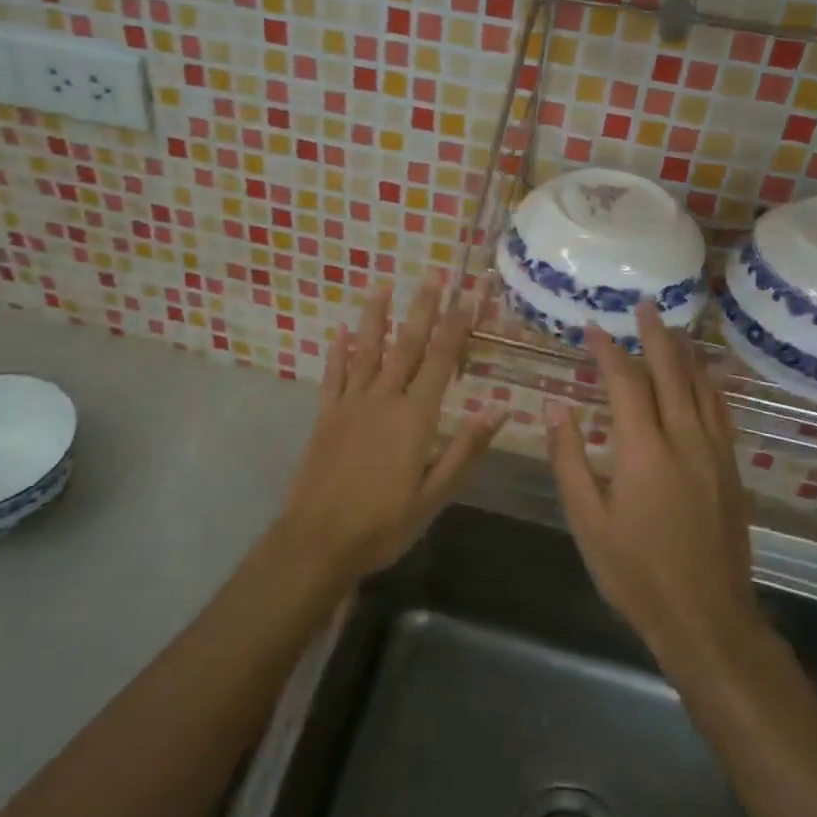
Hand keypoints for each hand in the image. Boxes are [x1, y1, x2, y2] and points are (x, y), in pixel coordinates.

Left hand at [275, 275, 506, 586]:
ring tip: (383, 286)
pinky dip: (338, 352)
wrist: (318, 541)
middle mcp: (383, 399)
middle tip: (433, 275)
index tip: (469, 295)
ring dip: (376, 317)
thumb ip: (465, 450)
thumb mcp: (435, 495)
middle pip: (407, 346)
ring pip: (367, 351)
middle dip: (423, 309)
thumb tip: (499, 410)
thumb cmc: (384, 523)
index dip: (457, 325)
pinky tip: (340, 332)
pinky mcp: (325, 417)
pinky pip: (334, 376)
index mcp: (415, 417)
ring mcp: (350, 405)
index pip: (442, 360)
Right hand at [546, 302, 754, 665]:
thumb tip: (555, 406)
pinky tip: (707, 379)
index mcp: (644, 450)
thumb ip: (568, 458)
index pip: (625, 382)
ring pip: (703, 388)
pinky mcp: (731, 471)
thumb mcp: (587, 520)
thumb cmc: (636, 572)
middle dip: (656, 335)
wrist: (707, 617)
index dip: (607, 351)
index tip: (591, 328)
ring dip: (685, 354)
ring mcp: (715, 454)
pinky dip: (710, 385)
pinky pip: (721, 413)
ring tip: (673, 330)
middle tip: (645, 305)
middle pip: (672, 372)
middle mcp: (684, 440)